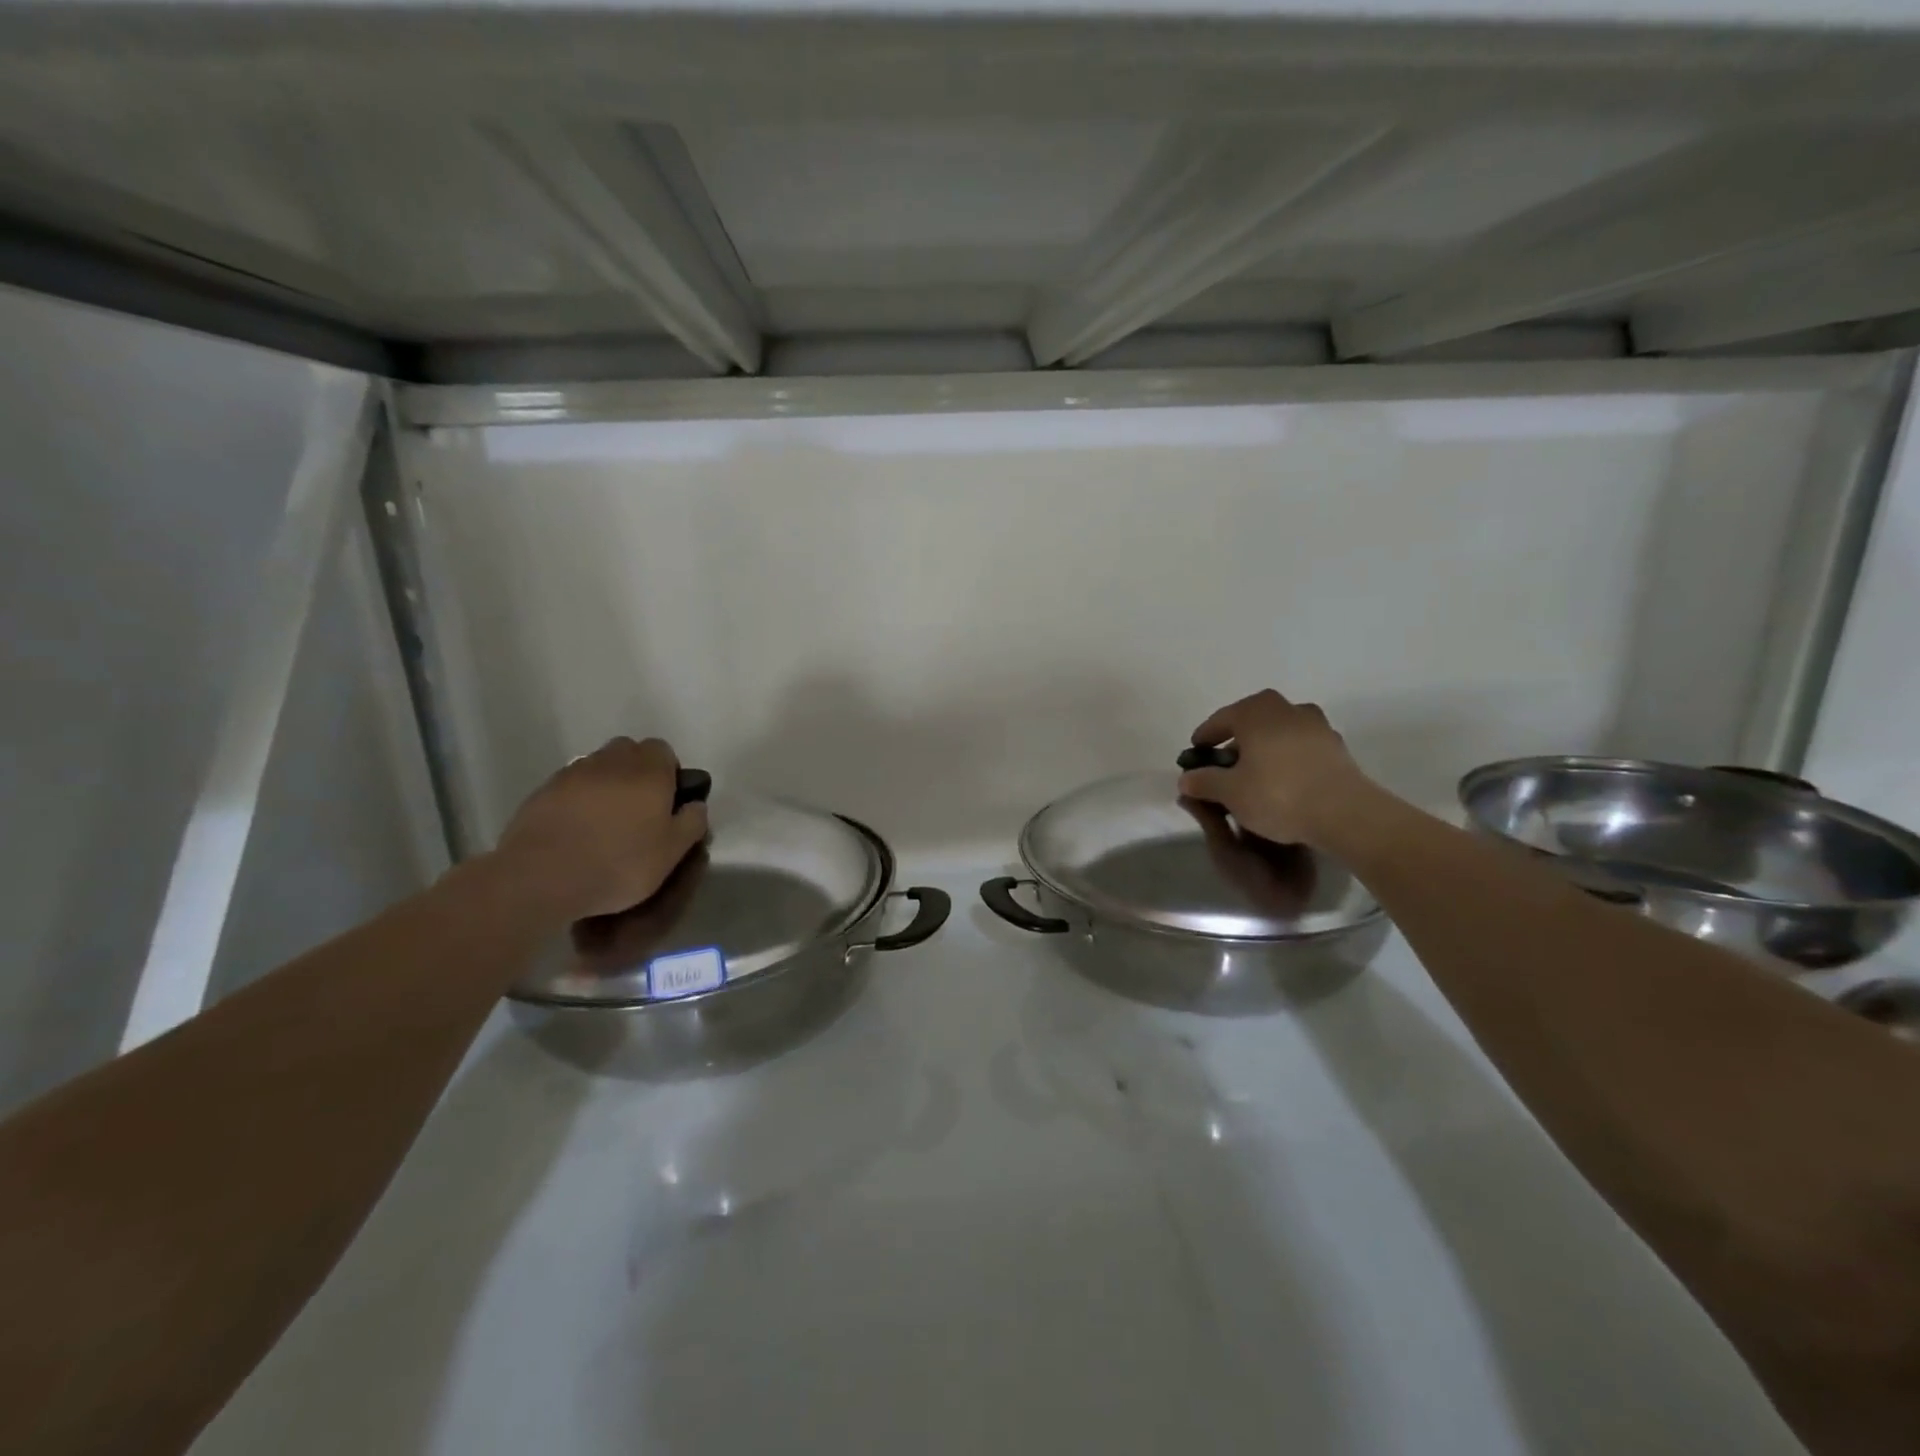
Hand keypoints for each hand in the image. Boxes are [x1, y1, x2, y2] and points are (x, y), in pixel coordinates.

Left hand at [492, 737, 709, 923]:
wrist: (541, 877)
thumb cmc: (619, 863)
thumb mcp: (671, 853)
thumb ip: (691, 823)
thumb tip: (696, 805)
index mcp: (649, 771)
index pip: (663, 750)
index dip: (668, 772)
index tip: (667, 801)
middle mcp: (612, 762)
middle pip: (629, 751)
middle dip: (637, 771)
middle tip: (638, 808)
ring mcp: (573, 773)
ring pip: (598, 766)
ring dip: (607, 783)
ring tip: (605, 821)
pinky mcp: (543, 790)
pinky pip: (571, 785)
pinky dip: (579, 798)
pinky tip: (577, 829)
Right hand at [1177, 690, 1372, 847]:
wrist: (1345, 813)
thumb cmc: (1278, 795)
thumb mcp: (1230, 792)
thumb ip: (1204, 782)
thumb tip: (1186, 778)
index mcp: (1256, 712)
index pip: (1220, 719)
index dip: (1205, 737)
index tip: (1196, 754)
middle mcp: (1287, 709)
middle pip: (1253, 719)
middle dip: (1237, 737)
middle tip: (1226, 761)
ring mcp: (1316, 725)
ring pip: (1279, 731)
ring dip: (1265, 745)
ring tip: (1256, 772)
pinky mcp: (1336, 747)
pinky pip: (1301, 746)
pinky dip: (1288, 757)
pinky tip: (1284, 780)